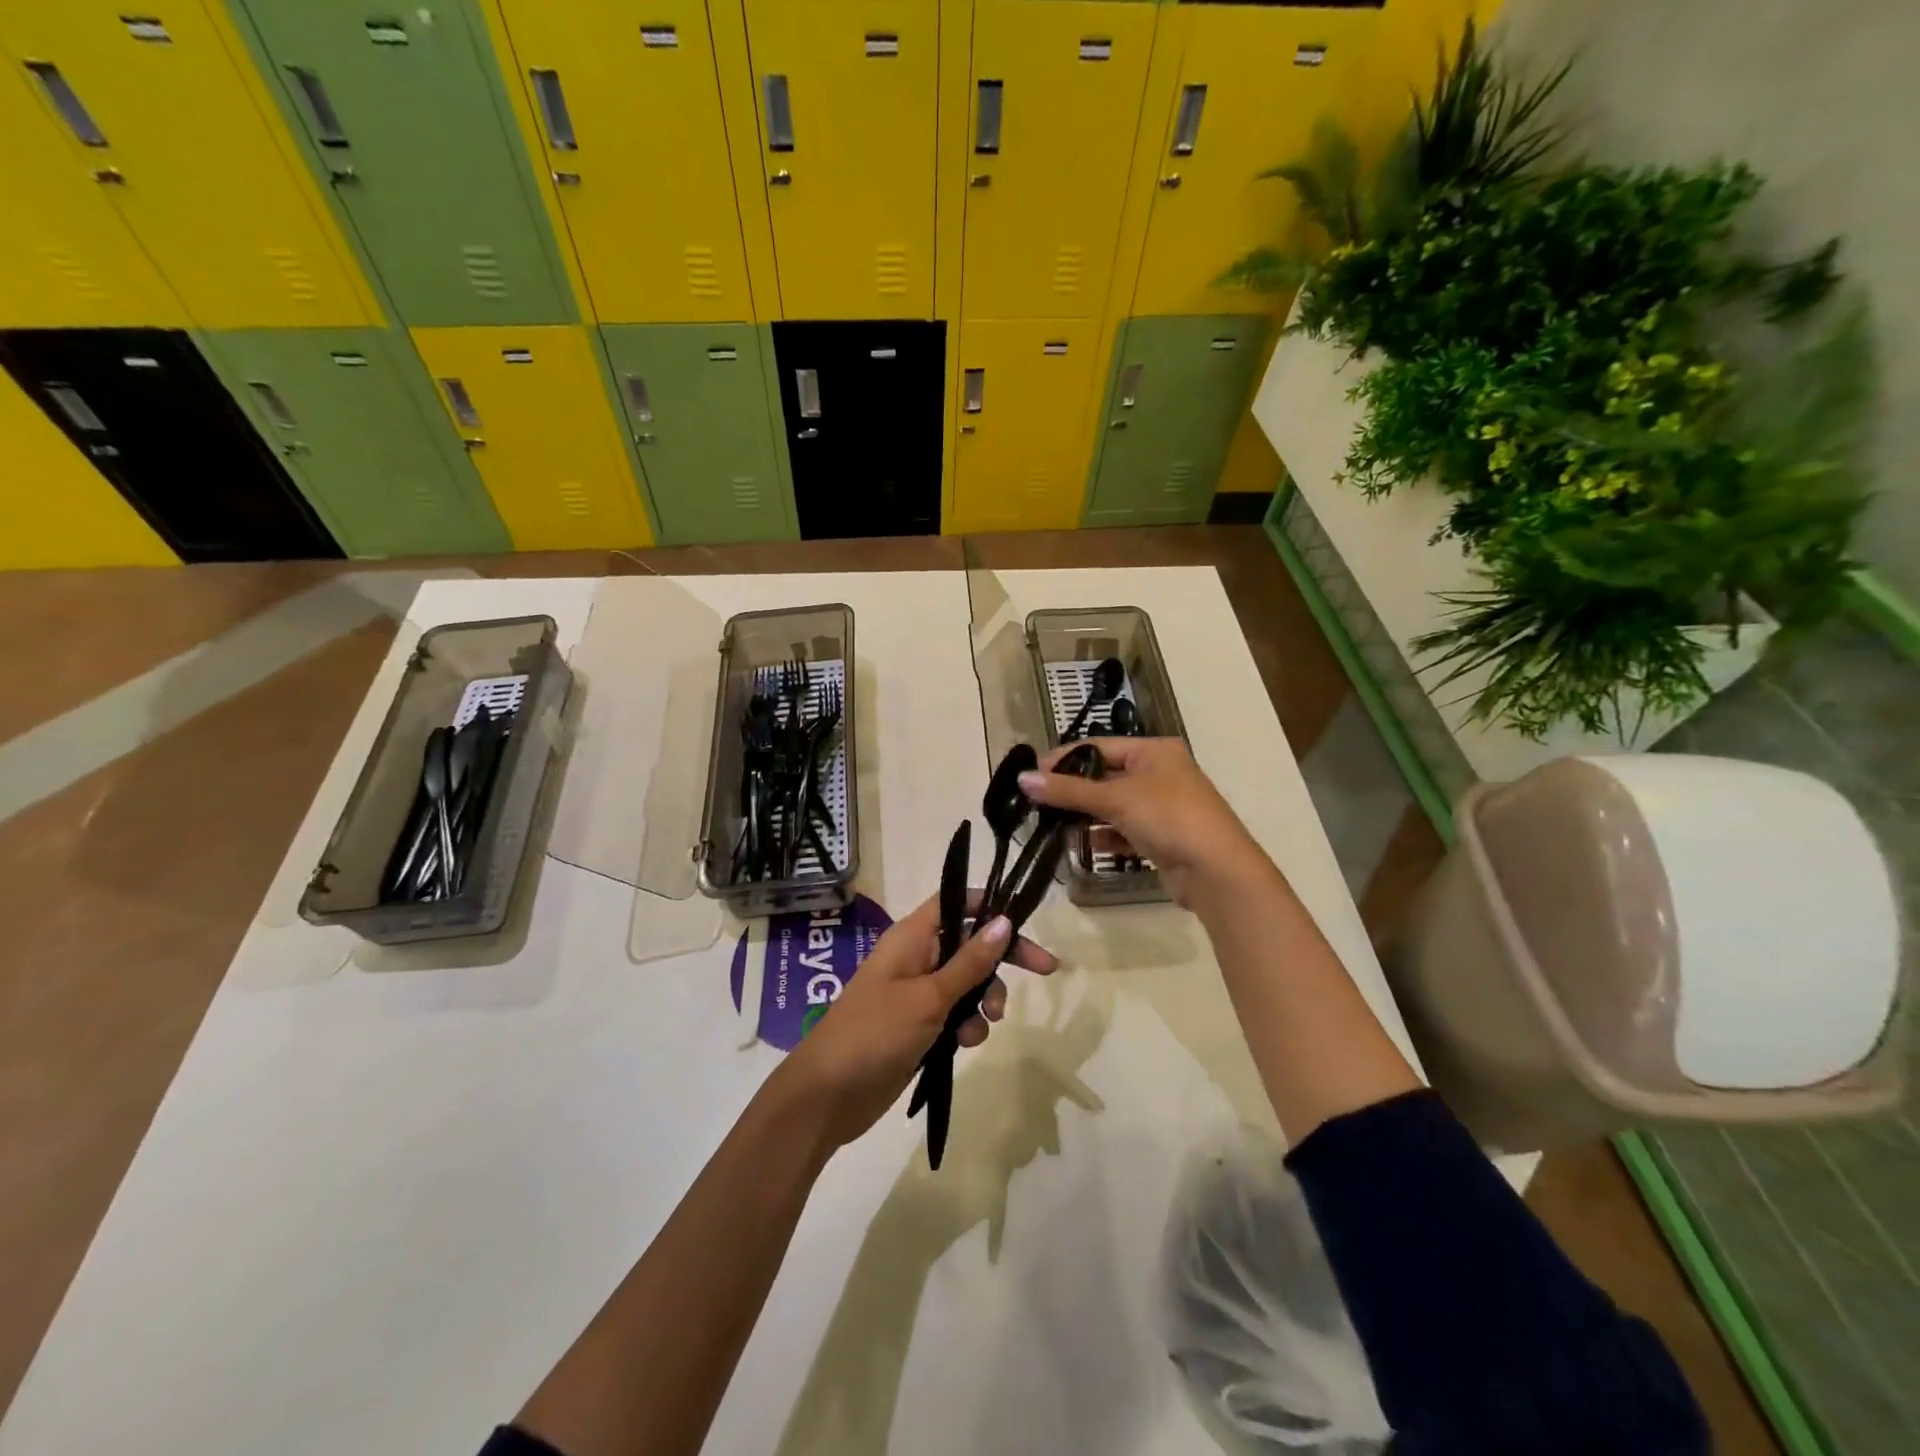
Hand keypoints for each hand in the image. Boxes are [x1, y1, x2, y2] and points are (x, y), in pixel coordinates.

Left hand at [764, 892, 1059, 1151]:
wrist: (829, 1094)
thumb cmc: (876, 1032)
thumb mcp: (930, 996)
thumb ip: (970, 961)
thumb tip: (1005, 921)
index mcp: (912, 936)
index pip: (957, 901)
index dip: (990, 905)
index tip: (1024, 921)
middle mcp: (916, 956)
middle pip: (970, 942)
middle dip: (1001, 959)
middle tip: (1044, 970)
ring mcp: (916, 991)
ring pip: (967, 981)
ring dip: (985, 998)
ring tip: (986, 1023)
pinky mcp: (918, 1024)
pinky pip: (955, 1012)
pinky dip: (967, 1024)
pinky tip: (965, 1044)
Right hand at [1019, 737, 1268, 906]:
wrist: (1217, 871)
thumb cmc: (1168, 818)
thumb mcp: (1115, 799)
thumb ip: (1068, 791)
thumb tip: (1022, 779)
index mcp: (1154, 751)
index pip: (1098, 746)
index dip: (1064, 759)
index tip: (1032, 775)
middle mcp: (1160, 773)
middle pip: (1105, 776)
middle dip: (1073, 790)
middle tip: (1037, 803)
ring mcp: (1163, 807)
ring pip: (1113, 805)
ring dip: (1086, 815)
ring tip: (1054, 825)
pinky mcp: (1162, 837)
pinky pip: (1124, 831)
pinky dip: (1105, 836)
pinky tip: (1085, 846)